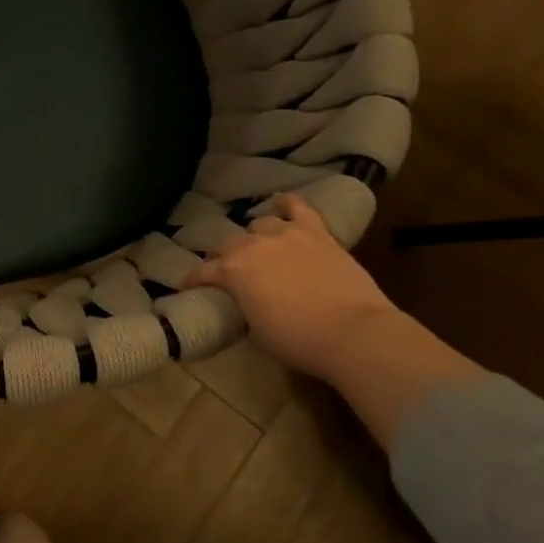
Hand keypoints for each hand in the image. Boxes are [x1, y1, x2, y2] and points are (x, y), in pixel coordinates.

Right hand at [186, 193, 401, 381]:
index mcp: (232, 271)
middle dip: (225, 258)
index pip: (202, 273)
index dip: (193, 281)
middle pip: (229, 244)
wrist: (354, 333)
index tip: (189, 288)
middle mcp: (252, 245)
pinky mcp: (317, 233)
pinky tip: (282, 201)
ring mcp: (286, 234)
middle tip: (232, 273)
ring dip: (256, 237)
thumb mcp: (256, 333)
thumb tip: (246, 303)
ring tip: (261, 248)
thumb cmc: (299, 340)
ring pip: (260, 224)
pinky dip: (288, 203)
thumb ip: (244, 309)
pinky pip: (298, 208)